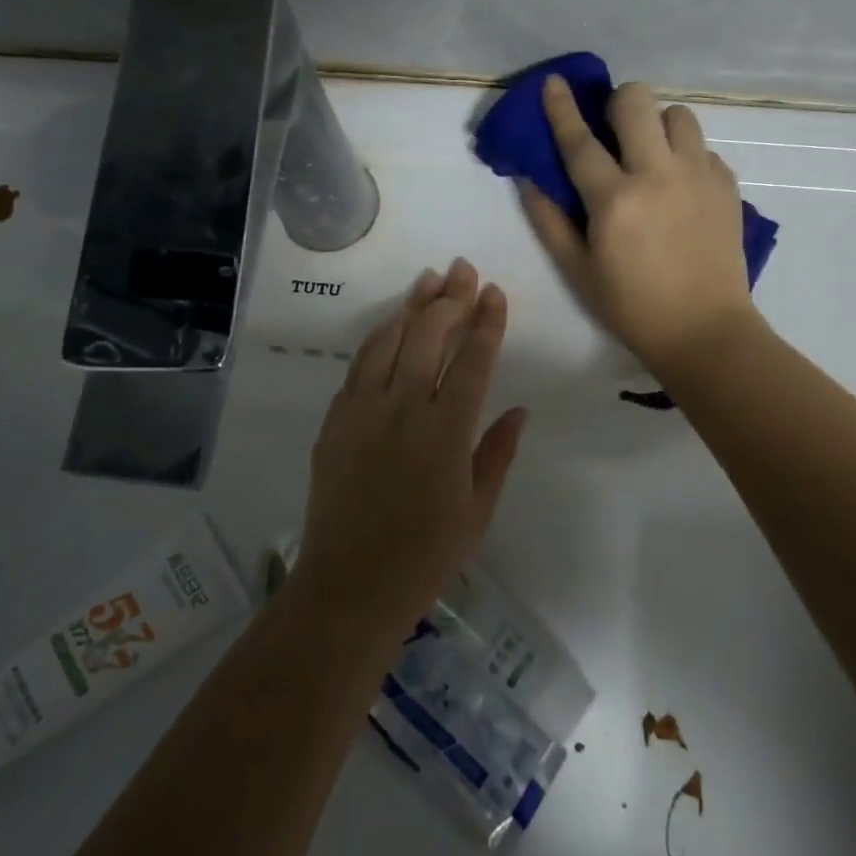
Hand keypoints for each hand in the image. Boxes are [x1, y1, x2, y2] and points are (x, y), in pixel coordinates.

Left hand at [295, 258, 527, 637]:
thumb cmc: (424, 556)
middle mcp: (405, 407)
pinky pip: (359, 363)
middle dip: (451, 297)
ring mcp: (364, 408)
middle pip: (429, 335)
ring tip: (430, 280)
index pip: (472, 359)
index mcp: (447, 431)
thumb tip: (518, 409)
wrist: (349, 586)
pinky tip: (391, 323)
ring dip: (412, 305)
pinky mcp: (336, 418)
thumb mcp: (477, 511)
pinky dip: (379, 336)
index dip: (486, 321)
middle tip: (463, 270)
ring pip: (390, 338)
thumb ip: (497, 453)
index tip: (494, 292)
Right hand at [523, 76, 760, 374]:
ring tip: (653, 155)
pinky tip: (680, 187)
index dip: (561, 107)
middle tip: (614, 129)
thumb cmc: (631, 305)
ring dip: (658, 125)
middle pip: (637, 101)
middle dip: (619, 103)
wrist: (705, 331)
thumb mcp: (577, 269)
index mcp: (614, 199)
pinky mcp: (727, 185)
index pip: (580, 140)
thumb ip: (549, 219)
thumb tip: (529, 178)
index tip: (553, 82)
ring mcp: (698, 176)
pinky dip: (686, 156)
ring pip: (678, 114)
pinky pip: (703, 147)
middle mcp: (658, 175)